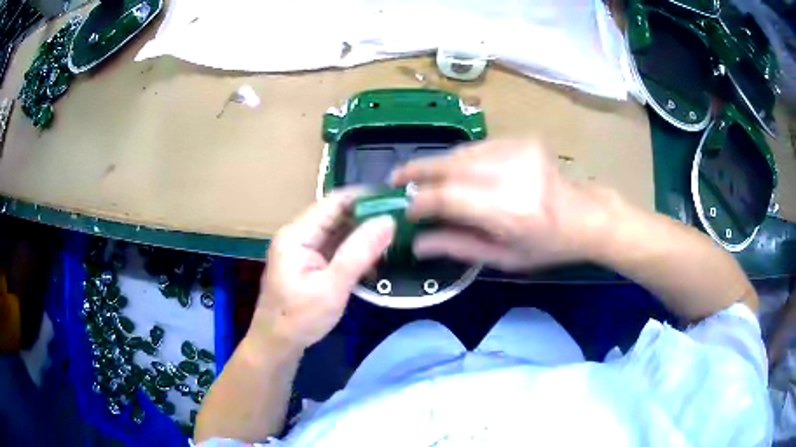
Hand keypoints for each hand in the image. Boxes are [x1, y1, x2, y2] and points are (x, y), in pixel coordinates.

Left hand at [250, 188, 394, 349]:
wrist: (276, 345)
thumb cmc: (299, 319)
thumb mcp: (332, 287)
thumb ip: (359, 252)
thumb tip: (388, 221)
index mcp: (297, 234)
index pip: (334, 201)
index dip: (365, 197)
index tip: (396, 200)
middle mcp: (298, 235)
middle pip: (336, 215)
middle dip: (368, 216)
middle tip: (402, 220)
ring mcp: (303, 249)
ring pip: (338, 232)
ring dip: (364, 235)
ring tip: (396, 237)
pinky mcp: (309, 263)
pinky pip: (335, 249)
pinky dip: (355, 252)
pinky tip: (376, 260)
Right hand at [391, 140, 610, 270]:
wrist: (585, 215)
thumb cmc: (547, 245)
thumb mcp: (504, 259)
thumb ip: (458, 247)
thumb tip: (416, 242)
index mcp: (510, 211)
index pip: (449, 197)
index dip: (420, 201)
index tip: (405, 210)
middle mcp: (512, 174)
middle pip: (450, 165)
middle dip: (417, 171)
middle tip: (395, 179)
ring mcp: (518, 151)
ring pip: (461, 152)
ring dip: (436, 164)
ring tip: (419, 176)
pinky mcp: (521, 140)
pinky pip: (477, 147)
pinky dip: (459, 158)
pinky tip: (452, 170)